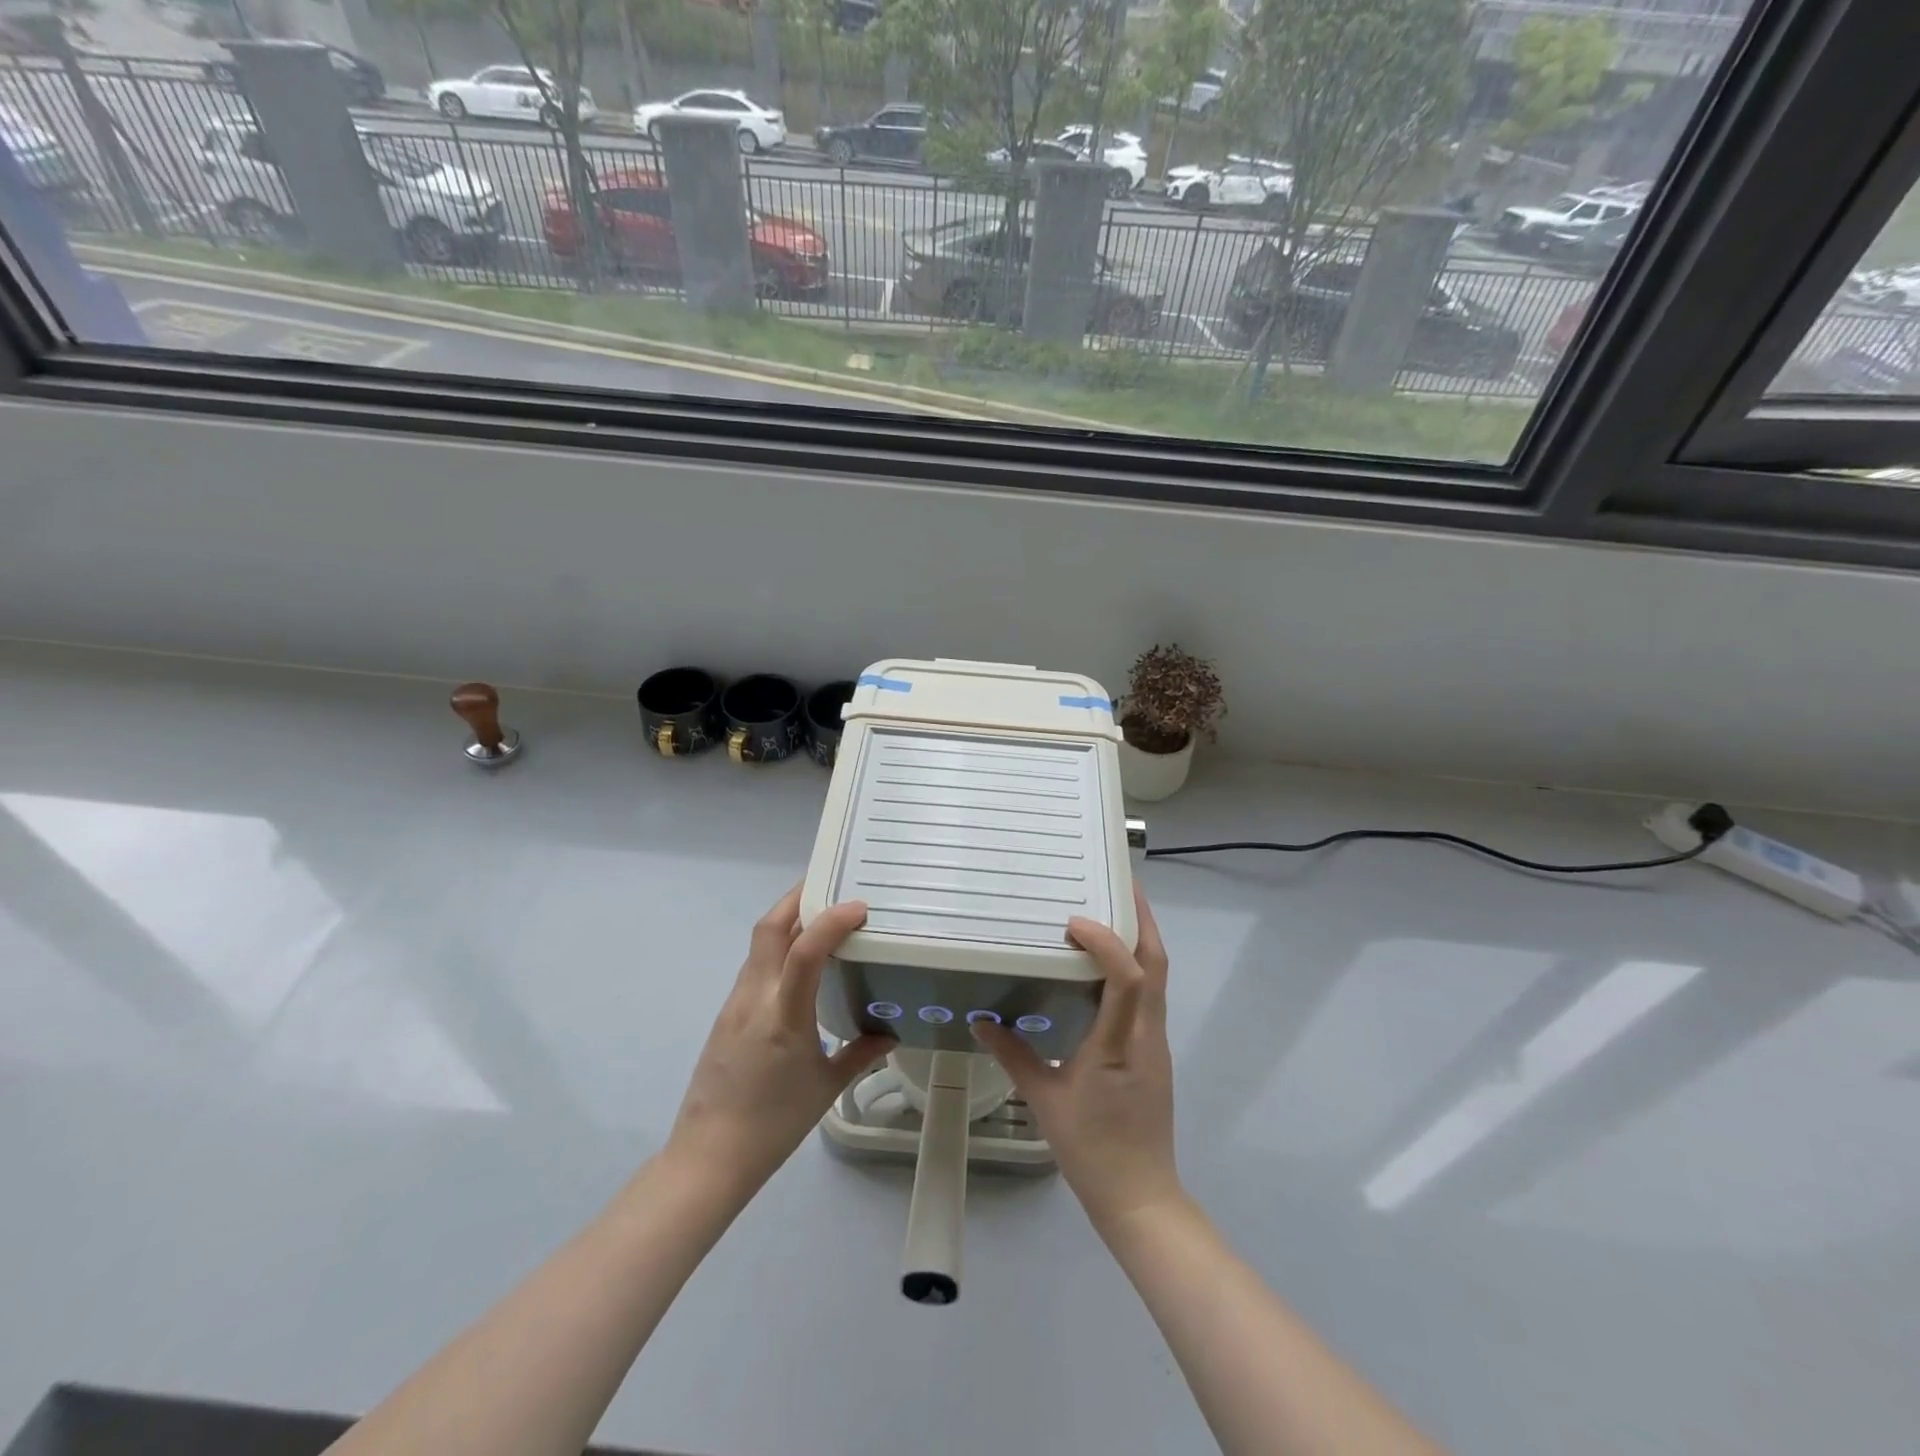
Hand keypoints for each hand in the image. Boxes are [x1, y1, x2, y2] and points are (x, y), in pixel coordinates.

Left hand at [665, 885, 894, 1201]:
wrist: (708, 1157)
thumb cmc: (774, 1124)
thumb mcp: (825, 1087)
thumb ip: (861, 1054)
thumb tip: (890, 1033)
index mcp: (783, 1016)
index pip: (804, 951)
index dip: (831, 921)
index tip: (859, 907)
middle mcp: (755, 998)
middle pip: (769, 928)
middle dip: (798, 898)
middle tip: (831, 885)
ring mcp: (735, 1004)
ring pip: (759, 944)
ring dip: (787, 920)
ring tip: (821, 918)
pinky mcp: (726, 1014)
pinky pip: (754, 966)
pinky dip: (777, 948)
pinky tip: (798, 964)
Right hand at [973, 883, 1180, 1233]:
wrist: (1140, 1198)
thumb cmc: (1092, 1149)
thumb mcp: (1045, 1100)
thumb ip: (1014, 1055)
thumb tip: (982, 1020)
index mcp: (1121, 1043)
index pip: (1129, 978)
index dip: (1107, 941)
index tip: (1074, 921)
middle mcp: (1147, 1034)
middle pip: (1158, 964)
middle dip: (1143, 920)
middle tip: (1120, 885)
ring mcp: (1156, 1042)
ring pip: (1160, 978)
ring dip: (1141, 940)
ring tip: (1112, 913)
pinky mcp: (1154, 1052)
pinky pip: (1151, 996)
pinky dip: (1136, 968)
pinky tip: (1108, 967)